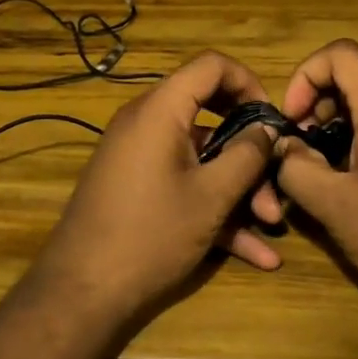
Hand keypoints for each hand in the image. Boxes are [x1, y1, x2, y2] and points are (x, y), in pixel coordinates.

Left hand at [33, 51, 283, 322]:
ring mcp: (139, 156)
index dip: (248, 83)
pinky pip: (183, 182)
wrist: (81, 293)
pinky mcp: (137, 186)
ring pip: (201, 156)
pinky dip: (214, 206)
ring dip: (238, 187)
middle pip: (210, 114)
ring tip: (269, 226)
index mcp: (160, 110)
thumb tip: (267, 128)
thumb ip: (247, 155)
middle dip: (249, 150)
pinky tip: (253, 252)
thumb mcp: (211, 196)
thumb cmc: (151, 235)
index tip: (271, 119)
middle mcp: (146, 123)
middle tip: (276, 179)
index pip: (210, 65)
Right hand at [274, 39, 357, 328]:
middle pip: (352, 80)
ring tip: (319, 176)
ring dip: (333, 132)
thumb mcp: (337, 207)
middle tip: (299, 152)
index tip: (292, 121)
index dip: (305, 75)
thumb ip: (297, 169)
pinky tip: (351, 191)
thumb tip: (284, 148)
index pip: (340, 54)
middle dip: (315, 107)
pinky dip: (357, 148)